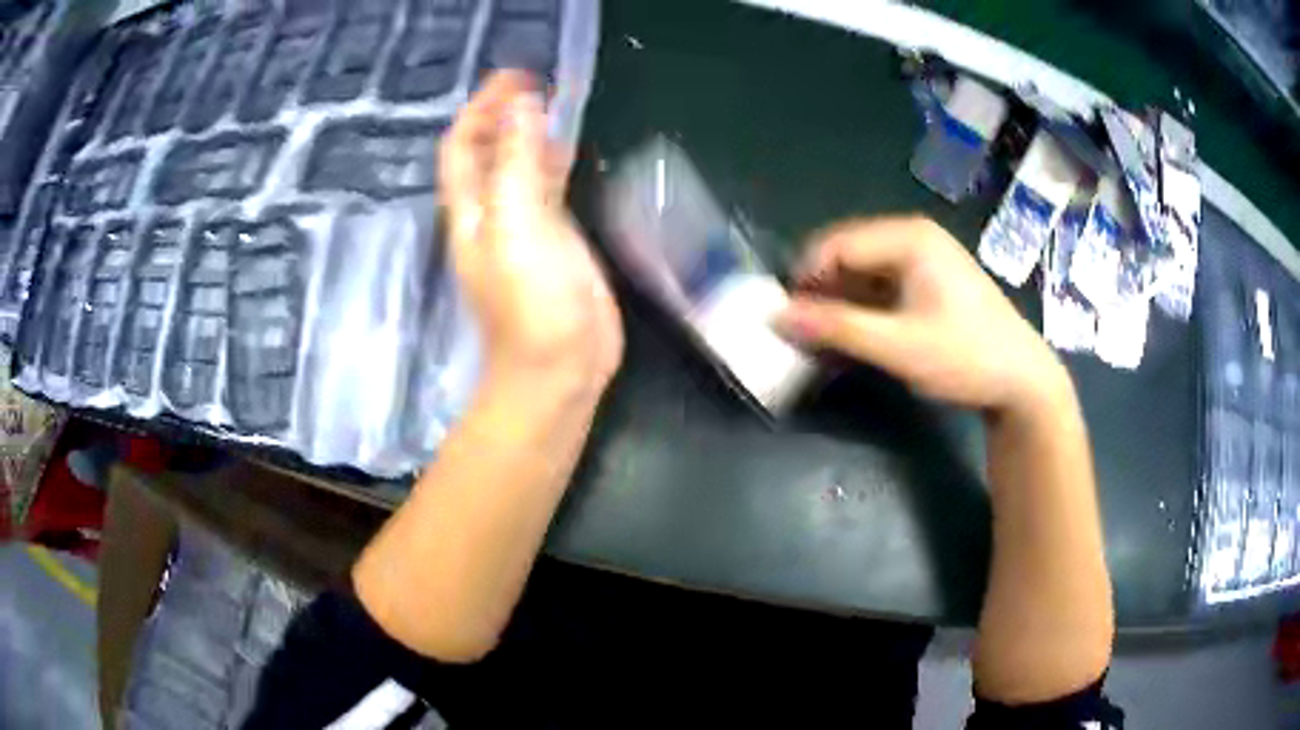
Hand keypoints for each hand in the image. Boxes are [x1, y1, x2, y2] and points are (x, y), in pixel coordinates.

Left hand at [440, 71, 622, 392]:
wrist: (560, 367)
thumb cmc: (533, 302)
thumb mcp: (519, 225)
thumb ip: (518, 163)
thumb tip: (521, 105)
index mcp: (472, 210)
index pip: (463, 145)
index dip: (480, 108)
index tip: (514, 75)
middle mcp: (491, 213)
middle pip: (488, 152)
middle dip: (505, 113)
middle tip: (539, 81)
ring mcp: (524, 227)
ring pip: (518, 167)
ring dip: (531, 132)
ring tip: (557, 101)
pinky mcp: (555, 241)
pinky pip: (548, 188)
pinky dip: (555, 161)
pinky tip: (572, 146)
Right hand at [773, 216, 1068, 414]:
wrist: (1022, 380)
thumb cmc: (965, 356)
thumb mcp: (898, 346)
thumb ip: (836, 328)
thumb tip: (777, 316)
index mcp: (908, 238)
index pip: (836, 245)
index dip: (804, 278)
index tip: (784, 319)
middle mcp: (913, 237)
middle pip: (849, 255)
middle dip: (822, 292)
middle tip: (803, 333)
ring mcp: (924, 259)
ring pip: (863, 273)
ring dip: (841, 304)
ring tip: (824, 341)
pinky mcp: (930, 282)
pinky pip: (882, 287)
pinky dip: (863, 311)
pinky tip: (854, 339)